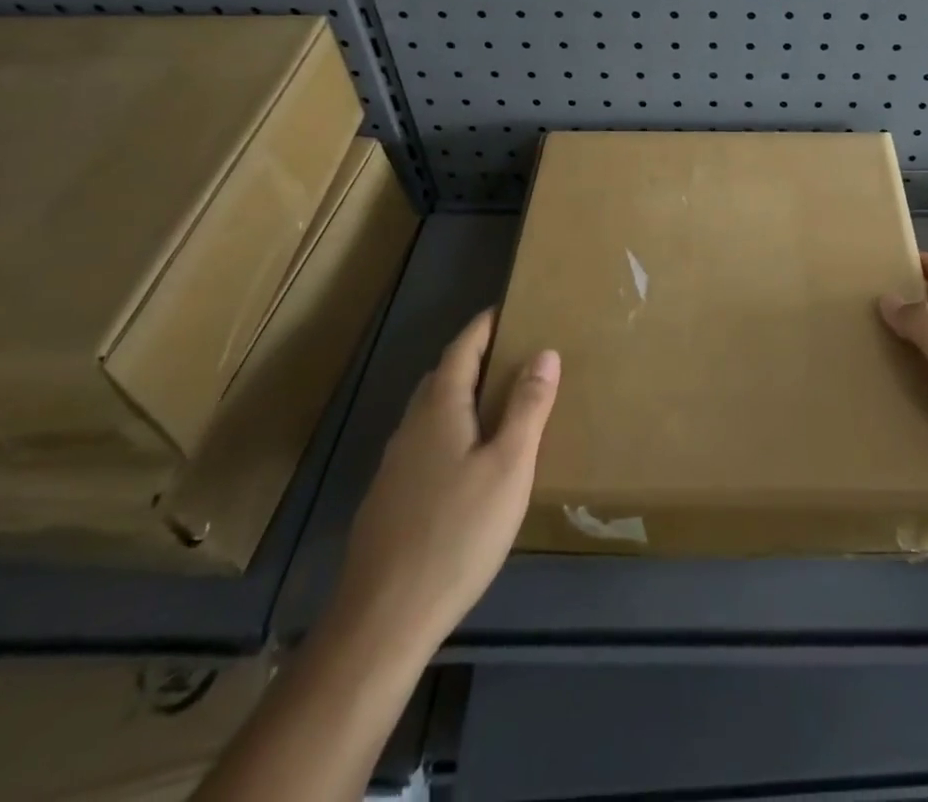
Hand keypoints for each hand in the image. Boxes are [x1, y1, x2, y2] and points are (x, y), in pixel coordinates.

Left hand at [333, 310, 558, 649]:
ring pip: (429, 413)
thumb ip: (528, 407)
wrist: (383, 619)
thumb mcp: (509, 466)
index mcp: (440, 411)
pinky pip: (423, 444)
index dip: (483, 327)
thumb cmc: (457, 532)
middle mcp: (411, 429)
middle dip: (472, 358)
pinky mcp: (388, 500)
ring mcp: (394, 466)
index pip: (461, 350)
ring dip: (459, 395)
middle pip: (441, 378)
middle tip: (509, 353)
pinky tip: (465, 461)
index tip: (505, 309)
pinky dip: (448, 430)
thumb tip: (544, 352)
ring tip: (495, 402)